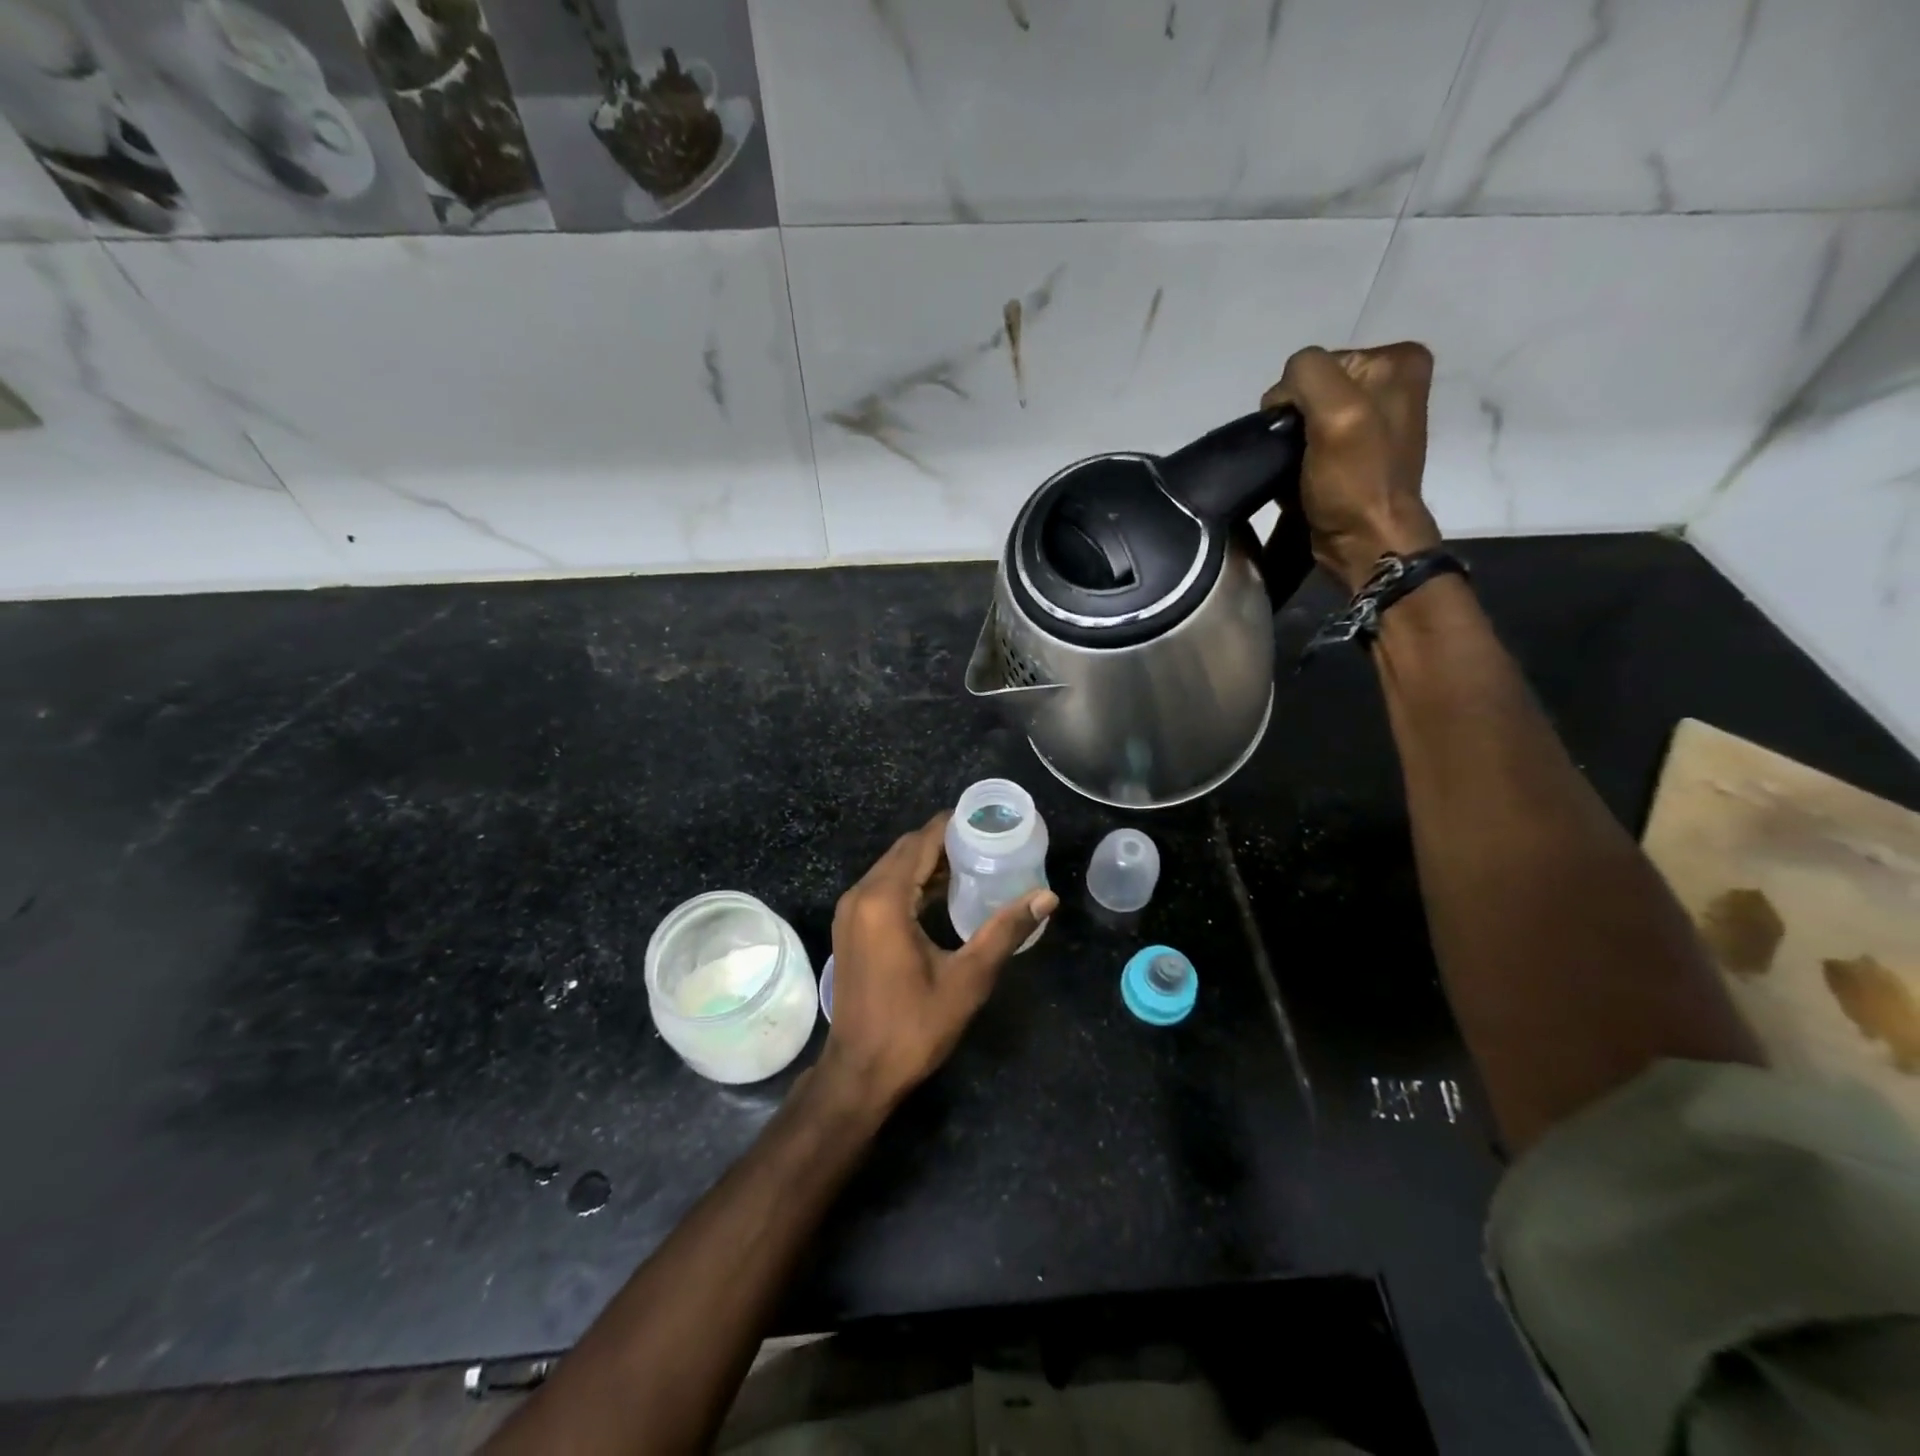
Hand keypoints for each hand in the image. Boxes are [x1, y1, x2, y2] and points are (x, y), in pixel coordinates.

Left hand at [817, 813, 1057, 1112]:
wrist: (860, 1072)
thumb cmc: (914, 1026)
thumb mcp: (968, 978)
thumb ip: (1005, 931)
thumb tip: (1047, 897)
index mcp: (884, 900)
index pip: (921, 842)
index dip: (953, 825)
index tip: (987, 820)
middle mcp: (861, 895)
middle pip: (904, 849)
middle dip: (943, 841)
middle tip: (987, 842)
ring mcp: (850, 911)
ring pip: (892, 867)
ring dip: (926, 861)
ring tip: (972, 862)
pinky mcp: (850, 927)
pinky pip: (883, 887)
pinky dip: (910, 880)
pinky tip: (941, 893)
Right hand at [1262, 343, 1442, 592]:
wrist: (1366, 542)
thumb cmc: (1356, 480)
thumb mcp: (1336, 412)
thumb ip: (1307, 375)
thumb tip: (1280, 395)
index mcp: (1396, 361)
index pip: (1314, 364)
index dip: (1295, 399)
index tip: (1303, 436)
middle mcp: (1391, 381)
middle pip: (1311, 389)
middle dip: (1294, 421)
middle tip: (1300, 456)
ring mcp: (1374, 418)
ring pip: (1305, 417)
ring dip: (1292, 443)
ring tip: (1298, 469)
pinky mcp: (1356, 450)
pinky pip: (1311, 440)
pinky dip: (1297, 457)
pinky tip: (1301, 476)